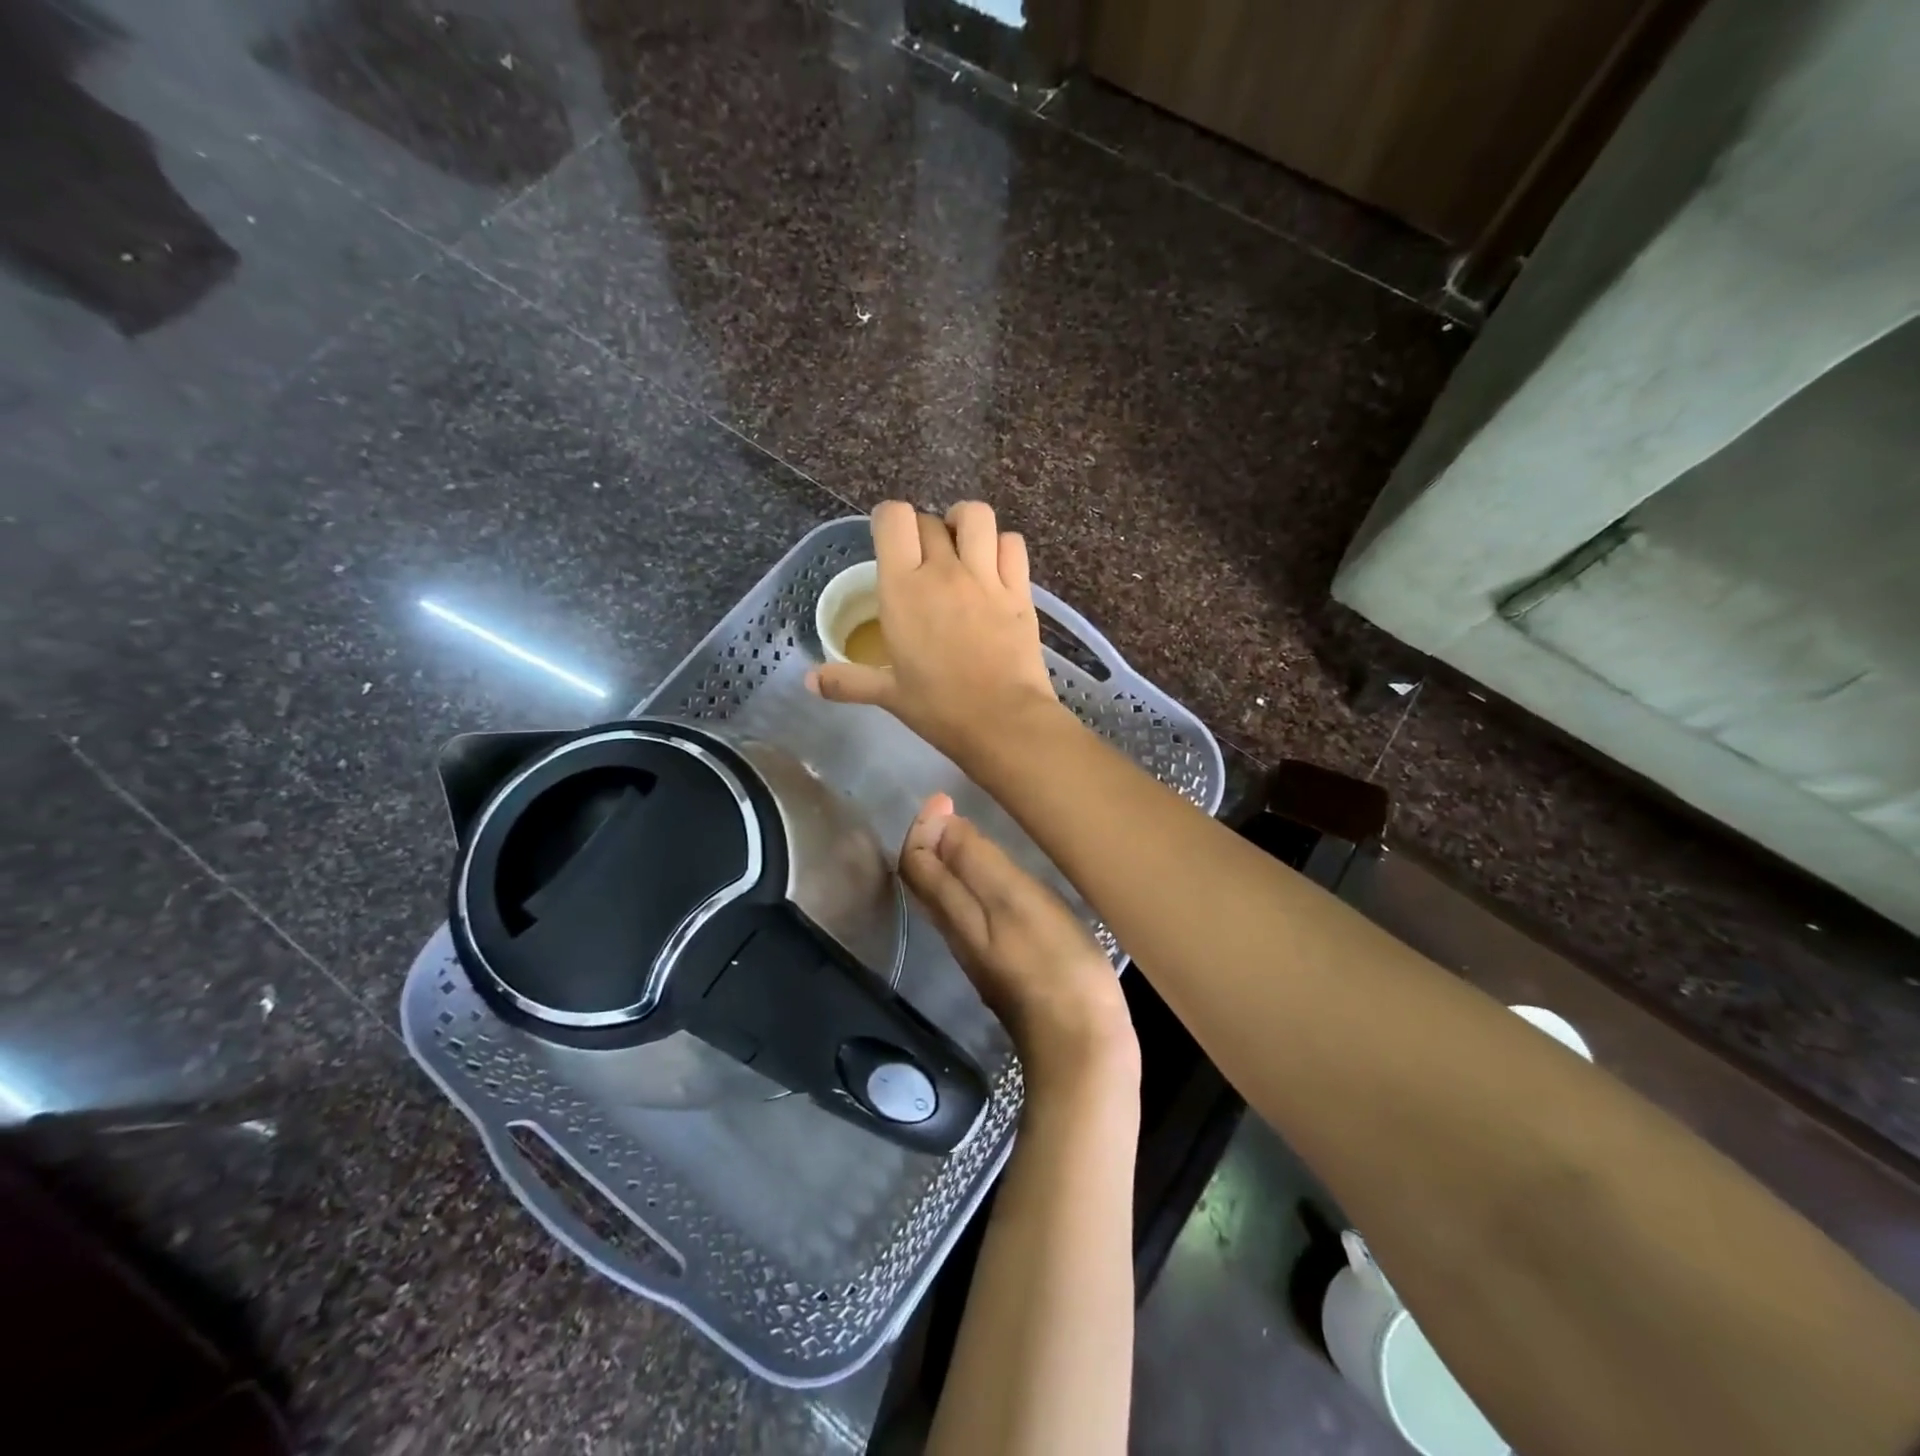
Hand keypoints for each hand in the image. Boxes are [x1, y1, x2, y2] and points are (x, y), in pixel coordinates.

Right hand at [806, 501, 1061, 764]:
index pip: (893, 519)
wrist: (1003, 720)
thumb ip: (848, 682)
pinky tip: (994, 568)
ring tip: (961, 548)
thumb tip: (809, 682)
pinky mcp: (1019, 590)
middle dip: (922, 532)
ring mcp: (985, 577)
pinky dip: (1001, 546)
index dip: (888, 520)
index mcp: (903, 589)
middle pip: (929, 521)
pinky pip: (1012, 544)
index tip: (889, 542)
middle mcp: (943, 571)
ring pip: (976, 516)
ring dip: (964, 524)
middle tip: (922, 562)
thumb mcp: (889, 694)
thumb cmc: (939, 708)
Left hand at [900, 793, 1137, 1098]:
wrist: (1080, 1049)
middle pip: (927, 882)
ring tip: (974, 836)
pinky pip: (975, 916)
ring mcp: (981, 956)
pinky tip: (1006, 884)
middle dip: (931, 840)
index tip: (944, 798)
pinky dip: (976, 885)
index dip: (922, 827)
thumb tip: (941, 826)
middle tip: (953, 809)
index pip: (916, 863)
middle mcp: (958, 935)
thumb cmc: (1055, 966)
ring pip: (949, 900)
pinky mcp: (1007, 971)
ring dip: (952, 861)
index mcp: (955, 914)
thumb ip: (976, 863)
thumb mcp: (1017, 902)